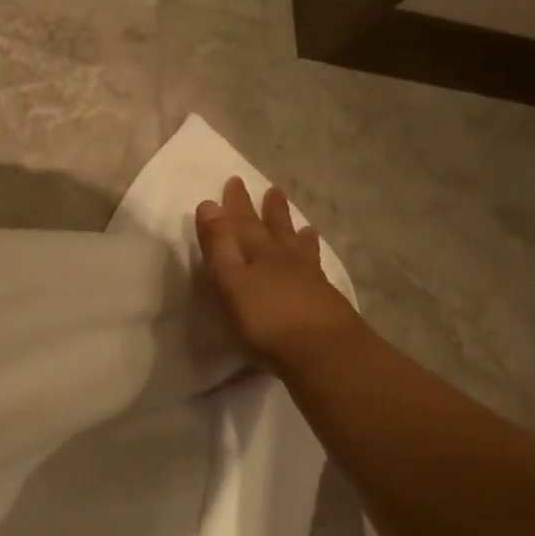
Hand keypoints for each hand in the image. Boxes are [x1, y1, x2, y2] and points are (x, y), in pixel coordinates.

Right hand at [196, 177, 360, 373]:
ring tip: (300, 222)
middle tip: (272, 190)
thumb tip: (209, 204)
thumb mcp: (230, 281)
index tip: (234, 182)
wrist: (323, 353)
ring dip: (294, 233)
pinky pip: (315, 269)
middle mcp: (284, 260)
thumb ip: (219, 245)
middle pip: (274, 230)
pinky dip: (312, 259)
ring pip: (298, 248)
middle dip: (269, 211)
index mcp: (258, 254)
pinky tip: (315, 263)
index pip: (243, 223)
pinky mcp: (325, 301)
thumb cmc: (265, 320)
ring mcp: (309, 279)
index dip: (236, 205)